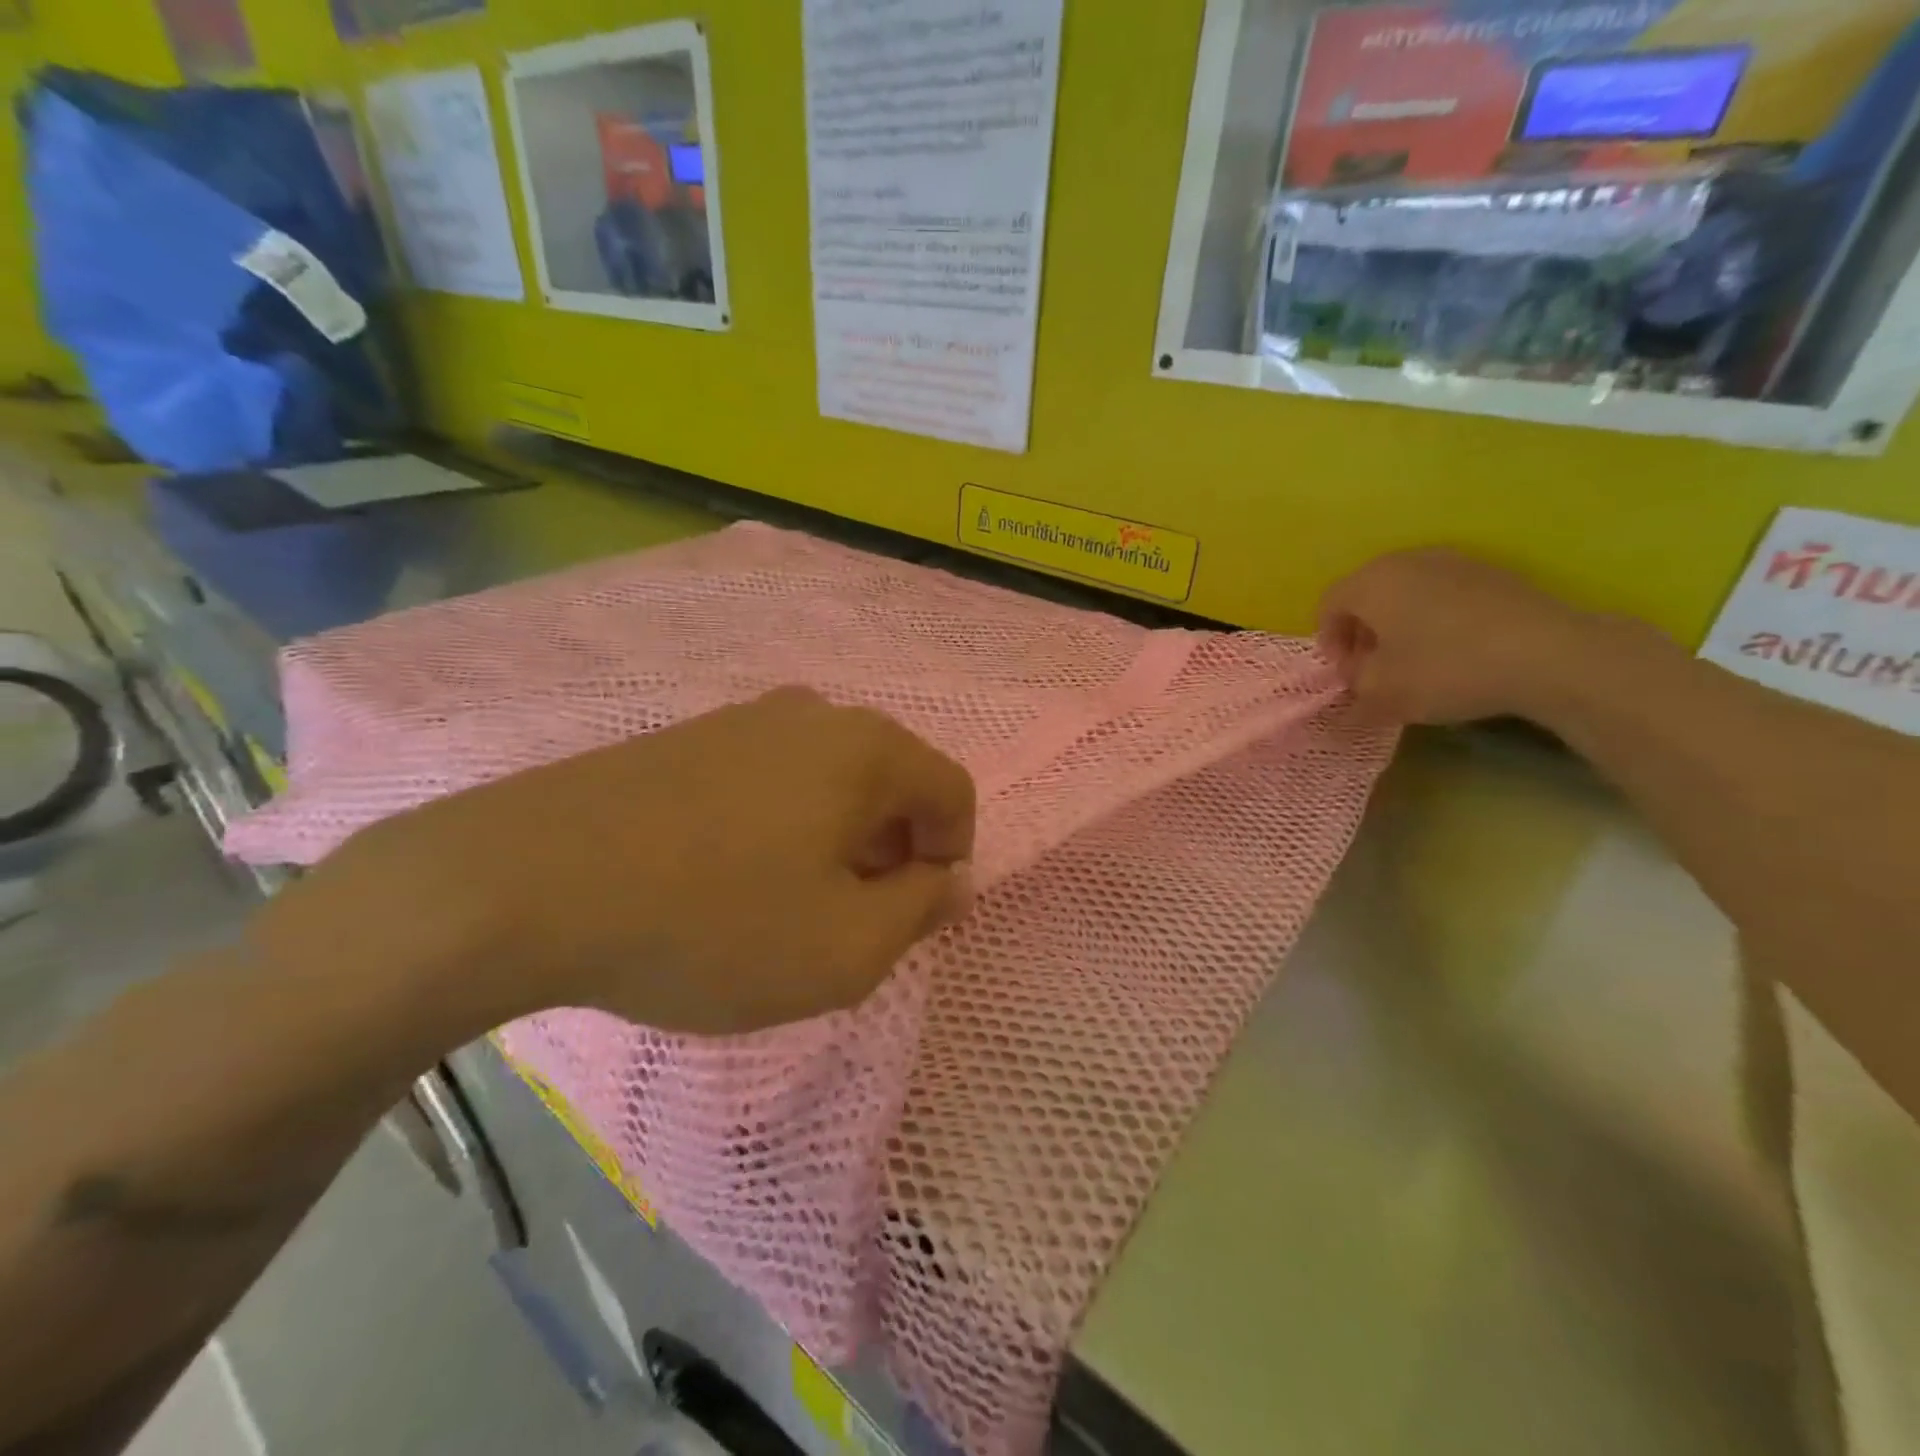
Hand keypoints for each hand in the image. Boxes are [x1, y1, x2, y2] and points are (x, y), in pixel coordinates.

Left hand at [271, 688, 975, 1036]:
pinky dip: (780, 827)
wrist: (525, 883)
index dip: (951, 857)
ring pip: (829, 781)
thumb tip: (947, 880)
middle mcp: (814, 715)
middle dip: (892, 852)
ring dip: (836, 841)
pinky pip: (770, 780)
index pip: (952, 792)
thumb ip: (917, 913)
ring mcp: (743, 720)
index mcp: (867, 749)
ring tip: (789, 905)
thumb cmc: (711, 923)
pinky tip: (729, 878)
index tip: (911, 916)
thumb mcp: (843, 949)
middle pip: (892, 782)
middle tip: (852, 920)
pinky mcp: (687, 740)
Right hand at [1317, 549, 1595, 725]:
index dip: (1329, 643)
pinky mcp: (1493, 572)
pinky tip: (1456, 650)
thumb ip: (1354, 693)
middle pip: (1366, 594)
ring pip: (1407, 592)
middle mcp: (1406, 560)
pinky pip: (1444, 594)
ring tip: (1417, 661)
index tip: (1348, 675)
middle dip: (1363, 632)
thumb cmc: (1444, 669)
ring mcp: (1454, 561)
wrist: (1547, 654)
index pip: (1327, 605)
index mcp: (1370, 582)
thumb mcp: (1382, 694)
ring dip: (1400, 625)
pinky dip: (1436, 619)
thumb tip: (1352, 691)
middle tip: (1375, 669)